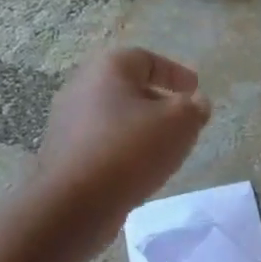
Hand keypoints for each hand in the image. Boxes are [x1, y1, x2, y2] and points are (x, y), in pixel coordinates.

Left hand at [36, 48, 210, 219]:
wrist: (74, 202)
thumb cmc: (131, 150)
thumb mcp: (180, 123)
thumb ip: (194, 108)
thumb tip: (196, 103)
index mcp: (108, 69)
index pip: (146, 59)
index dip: (175, 72)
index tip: (195, 89)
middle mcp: (81, 87)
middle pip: (127, 87)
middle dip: (157, 100)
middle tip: (182, 118)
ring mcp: (67, 122)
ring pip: (114, 116)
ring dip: (140, 126)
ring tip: (164, 146)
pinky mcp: (64, 153)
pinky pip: (102, 142)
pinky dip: (123, 148)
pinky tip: (139, 168)